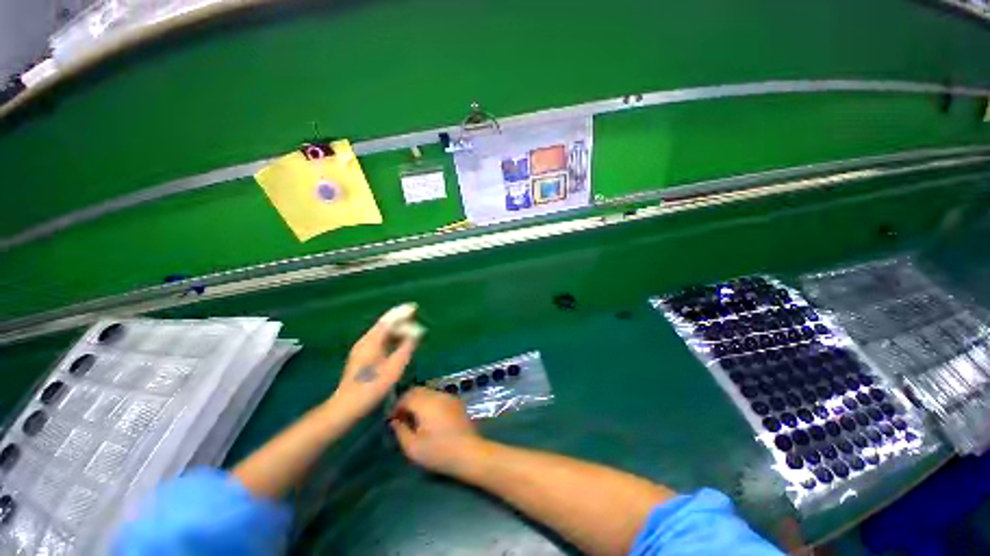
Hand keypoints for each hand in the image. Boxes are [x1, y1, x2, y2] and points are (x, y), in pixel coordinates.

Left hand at [332, 304, 421, 417]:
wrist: (347, 406)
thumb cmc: (372, 386)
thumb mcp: (394, 367)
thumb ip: (406, 347)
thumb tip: (417, 332)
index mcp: (371, 341)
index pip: (388, 321)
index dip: (401, 312)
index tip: (414, 307)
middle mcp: (365, 341)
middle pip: (384, 324)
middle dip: (399, 318)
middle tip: (414, 315)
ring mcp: (362, 349)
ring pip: (381, 332)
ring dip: (396, 327)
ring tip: (410, 326)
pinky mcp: (362, 357)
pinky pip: (379, 339)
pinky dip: (391, 336)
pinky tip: (398, 340)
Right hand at [389, 387, 483, 475]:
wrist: (468, 452)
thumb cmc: (438, 452)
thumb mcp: (413, 447)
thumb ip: (400, 431)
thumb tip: (394, 421)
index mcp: (425, 403)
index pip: (406, 396)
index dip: (396, 407)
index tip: (392, 420)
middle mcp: (437, 395)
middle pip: (417, 390)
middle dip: (407, 401)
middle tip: (402, 418)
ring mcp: (449, 396)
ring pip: (428, 392)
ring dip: (419, 401)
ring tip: (415, 418)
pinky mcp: (456, 402)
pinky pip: (438, 396)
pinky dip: (430, 402)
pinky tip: (430, 417)